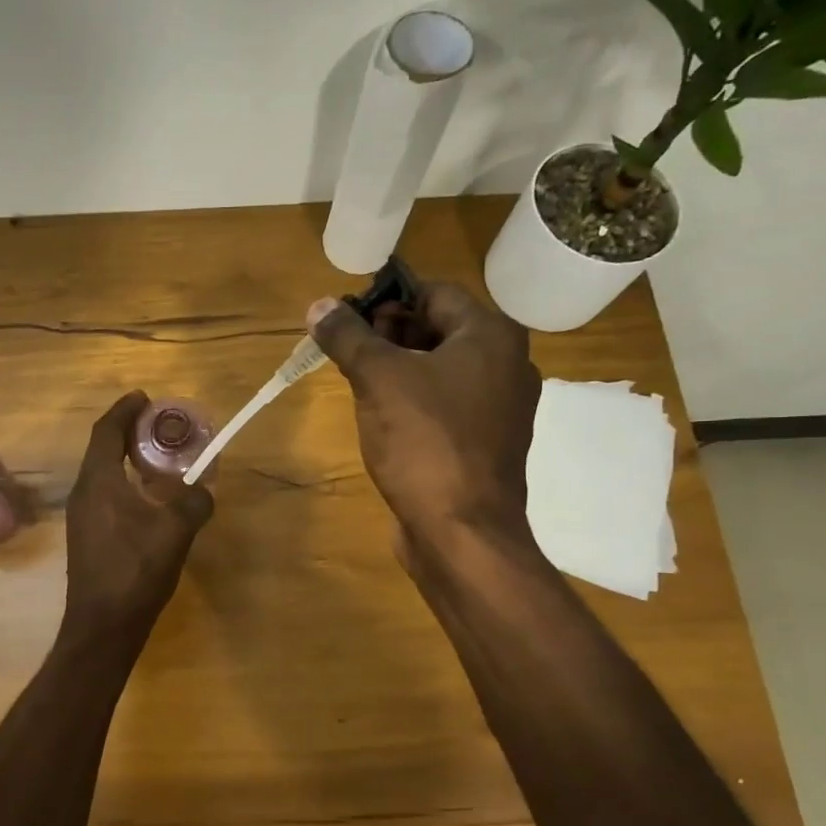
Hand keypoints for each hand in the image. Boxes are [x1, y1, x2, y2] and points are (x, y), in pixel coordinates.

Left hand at [62, 392, 214, 637]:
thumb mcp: (174, 533)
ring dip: (125, 458)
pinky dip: (124, 482)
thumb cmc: (135, 572)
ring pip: (102, 473)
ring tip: (156, 457)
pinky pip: (103, 494)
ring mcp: (82, 516)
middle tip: (157, 425)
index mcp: (99, 482)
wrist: (102, 626)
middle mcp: (84, 493)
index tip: (144, 397)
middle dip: (127, 432)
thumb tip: (204, 488)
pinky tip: (147, 497)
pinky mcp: (87, 536)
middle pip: (101, 449)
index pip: (106, 432)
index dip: (124, 410)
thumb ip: (193, 502)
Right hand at [308, 282, 540, 542]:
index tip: (346, 319)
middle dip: (387, 334)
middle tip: (345, 350)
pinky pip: (445, 403)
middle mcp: (507, 363)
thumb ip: (348, 336)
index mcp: (491, 336)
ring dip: (397, 368)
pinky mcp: (485, 441)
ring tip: (355, 380)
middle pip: (437, 329)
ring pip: (439, 368)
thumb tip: (319, 305)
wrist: (462, 532)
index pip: (433, 293)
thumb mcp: (378, 379)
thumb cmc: (425, 443)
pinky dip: (413, 399)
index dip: (386, 299)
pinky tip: (381, 417)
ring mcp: (499, 406)